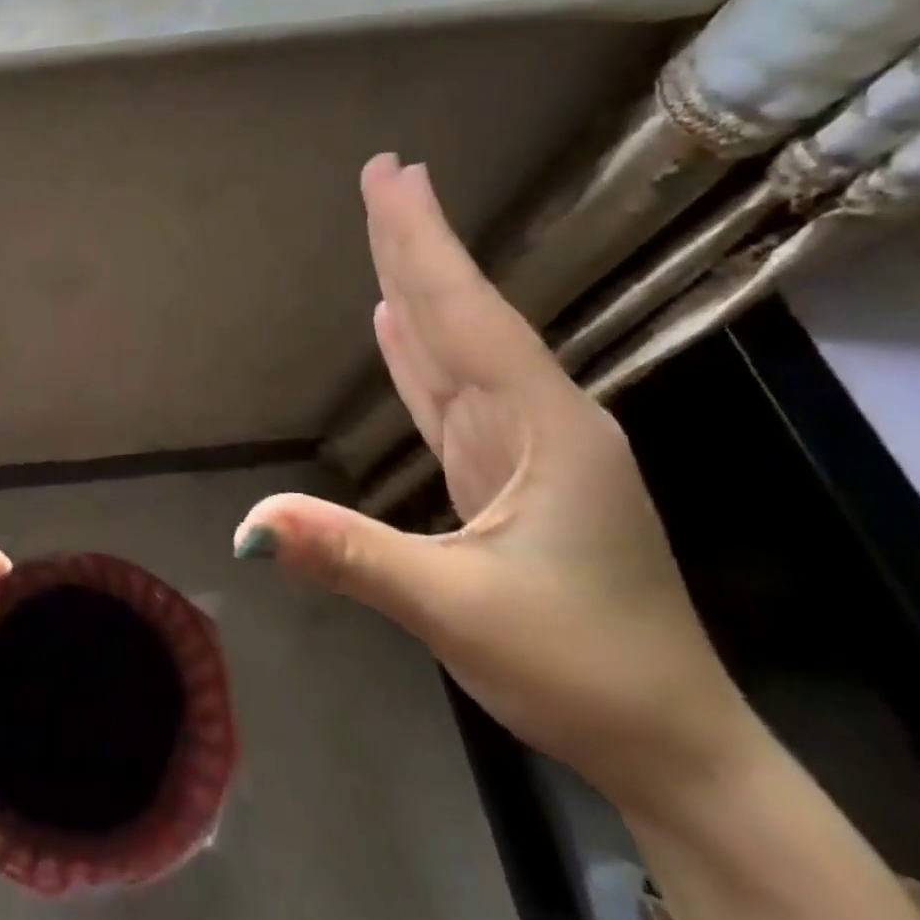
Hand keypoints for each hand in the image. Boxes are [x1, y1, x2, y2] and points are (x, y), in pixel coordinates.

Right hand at [236, 158, 919, 919]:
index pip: (466, 315)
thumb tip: (249, 526)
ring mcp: (521, 446)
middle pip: (462, 314)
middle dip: (420, 242)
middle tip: (385, 174)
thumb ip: (354, 556)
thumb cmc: (579, 670)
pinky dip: (419, 351)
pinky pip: (450, 393)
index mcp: (542, 429)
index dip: (424, 243)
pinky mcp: (503, 474)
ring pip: (456, 347)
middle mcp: (536, 419)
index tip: (392, 175)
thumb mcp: (460, 614)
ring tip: (386, 231)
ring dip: (419, 286)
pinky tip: (397, 324)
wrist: (671, 745)